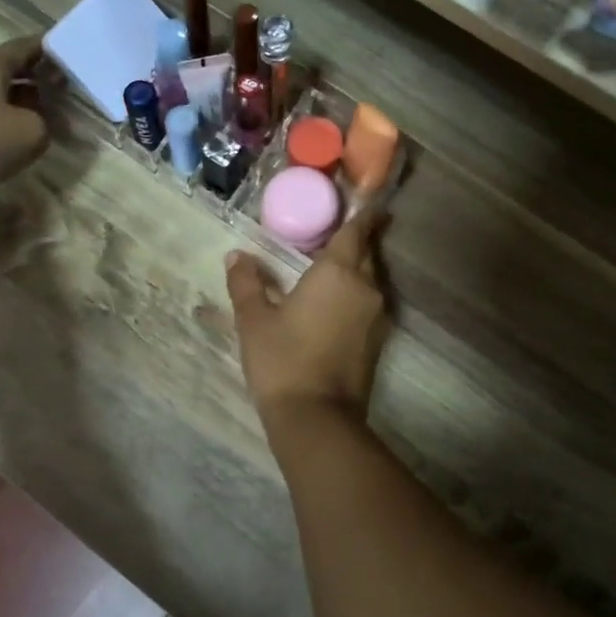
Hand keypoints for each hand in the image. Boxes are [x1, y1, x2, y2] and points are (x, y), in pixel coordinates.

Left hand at [0, 35, 49, 212]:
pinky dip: (1, 121)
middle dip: (33, 77)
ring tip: (43, 115)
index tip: (63, 47)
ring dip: (18, 102)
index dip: (43, 47)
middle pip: (5, 72)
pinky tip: (14, 138)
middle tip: (61, 86)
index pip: (19, 48)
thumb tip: (37, 121)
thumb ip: (45, 121)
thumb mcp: (31, 132)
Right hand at [226, 212, 391, 423]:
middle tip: (337, 228)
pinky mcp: (378, 340)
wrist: (317, 418)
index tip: (367, 198)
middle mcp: (365, 287)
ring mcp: (376, 315)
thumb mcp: (254, 320)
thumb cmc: (282, 360)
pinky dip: (356, 293)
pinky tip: (335, 300)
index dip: (363, 212)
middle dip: (358, 238)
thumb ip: (246, 283)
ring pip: (371, 278)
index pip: (357, 230)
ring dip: (357, 267)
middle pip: (367, 252)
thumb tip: (237, 256)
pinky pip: (369, 302)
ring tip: (332, 263)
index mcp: (338, 272)